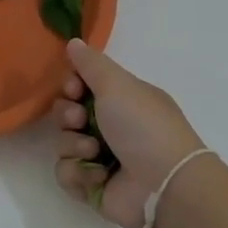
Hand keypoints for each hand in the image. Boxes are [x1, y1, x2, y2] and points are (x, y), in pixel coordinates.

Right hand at [49, 40, 205, 227]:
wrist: (164, 185)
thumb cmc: (143, 127)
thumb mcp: (118, 84)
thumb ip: (91, 63)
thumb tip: (74, 42)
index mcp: (121, 100)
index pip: (81, 86)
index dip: (71, 85)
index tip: (74, 88)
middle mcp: (110, 127)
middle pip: (67, 113)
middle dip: (67, 115)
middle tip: (80, 120)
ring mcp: (100, 158)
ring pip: (62, 143)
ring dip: (73, 145)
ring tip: (94, 152)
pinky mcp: (93, 186)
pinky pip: (66, 173)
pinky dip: (78, 173)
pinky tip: (98, 175)